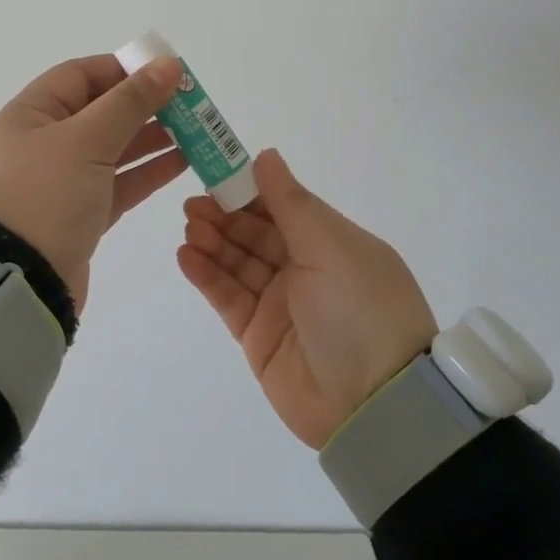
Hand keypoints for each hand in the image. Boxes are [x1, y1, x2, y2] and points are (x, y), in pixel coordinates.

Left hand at [0, 53, 187, 312]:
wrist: (14, 284)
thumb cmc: (43, 196)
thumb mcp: (86, 140)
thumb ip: (130, 101)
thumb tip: (168, 63)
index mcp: (28, 116)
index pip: (79, 76)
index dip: (122, 69)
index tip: (164, 71)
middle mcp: (39, 145)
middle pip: (99, 112)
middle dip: (144, 105)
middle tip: (190, 104)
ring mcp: (58, 183)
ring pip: (111, 150)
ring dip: (151, 139)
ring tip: (196, 131)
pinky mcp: (76, 217)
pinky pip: (116, 184)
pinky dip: (146, 172)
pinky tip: (182, 163)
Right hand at [176, 149, 436, 447]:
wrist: (373, 404)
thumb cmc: (360, 308)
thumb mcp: (331, 246)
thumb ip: (291, 202)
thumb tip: (266, 155)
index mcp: (332, 243)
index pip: (284, 207)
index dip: (251, 188)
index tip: (217, 171)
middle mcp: (307, 270)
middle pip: (256, 234)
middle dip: (225, 215)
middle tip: (193, 203)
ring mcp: (281, 304)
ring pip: (239, 263)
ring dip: (213, 242)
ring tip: (190, 227)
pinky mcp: (258, 337)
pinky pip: (228, 298)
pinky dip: (207, 276)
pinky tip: (186, 256)